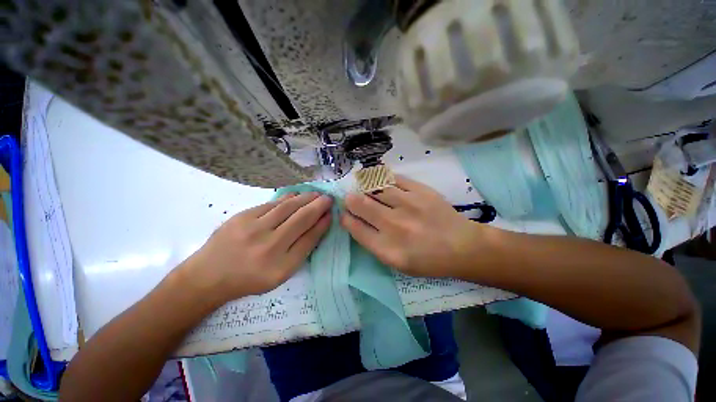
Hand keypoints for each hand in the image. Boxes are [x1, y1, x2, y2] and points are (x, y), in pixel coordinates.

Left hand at [183, 192, 331, 302]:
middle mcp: (269, 247)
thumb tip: (318, 225)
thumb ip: (301, 250)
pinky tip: (297, 195)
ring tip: (316, 194)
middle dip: (319, 206)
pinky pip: (273, 204)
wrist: (209, 276)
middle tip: (329, 198)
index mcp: (281, 266)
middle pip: (302, 219)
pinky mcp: (243, 217)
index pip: (310, 238)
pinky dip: (288, 198)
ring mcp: (254, 229)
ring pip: (288, 207)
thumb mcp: (281, 274)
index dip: (323, 223)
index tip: (331, 213)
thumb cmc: (250, 278)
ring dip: (306, 198)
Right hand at [341, 175, 480, 277]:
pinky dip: (383, 178)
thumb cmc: (428, 260)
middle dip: (351, 199)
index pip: (356, 228)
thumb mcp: (397, 263)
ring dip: (365, 187)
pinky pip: (394, 179)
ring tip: (363, 187)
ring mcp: (408, 205)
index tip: (344, 214)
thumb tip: (357, 223)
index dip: (346, 219)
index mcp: (387, 248)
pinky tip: (380, 180)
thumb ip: (374, 245)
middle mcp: (394, 225)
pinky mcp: (421, 191)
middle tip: (350, 197)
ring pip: (376, 188)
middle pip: (361, 204)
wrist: (462, 247)